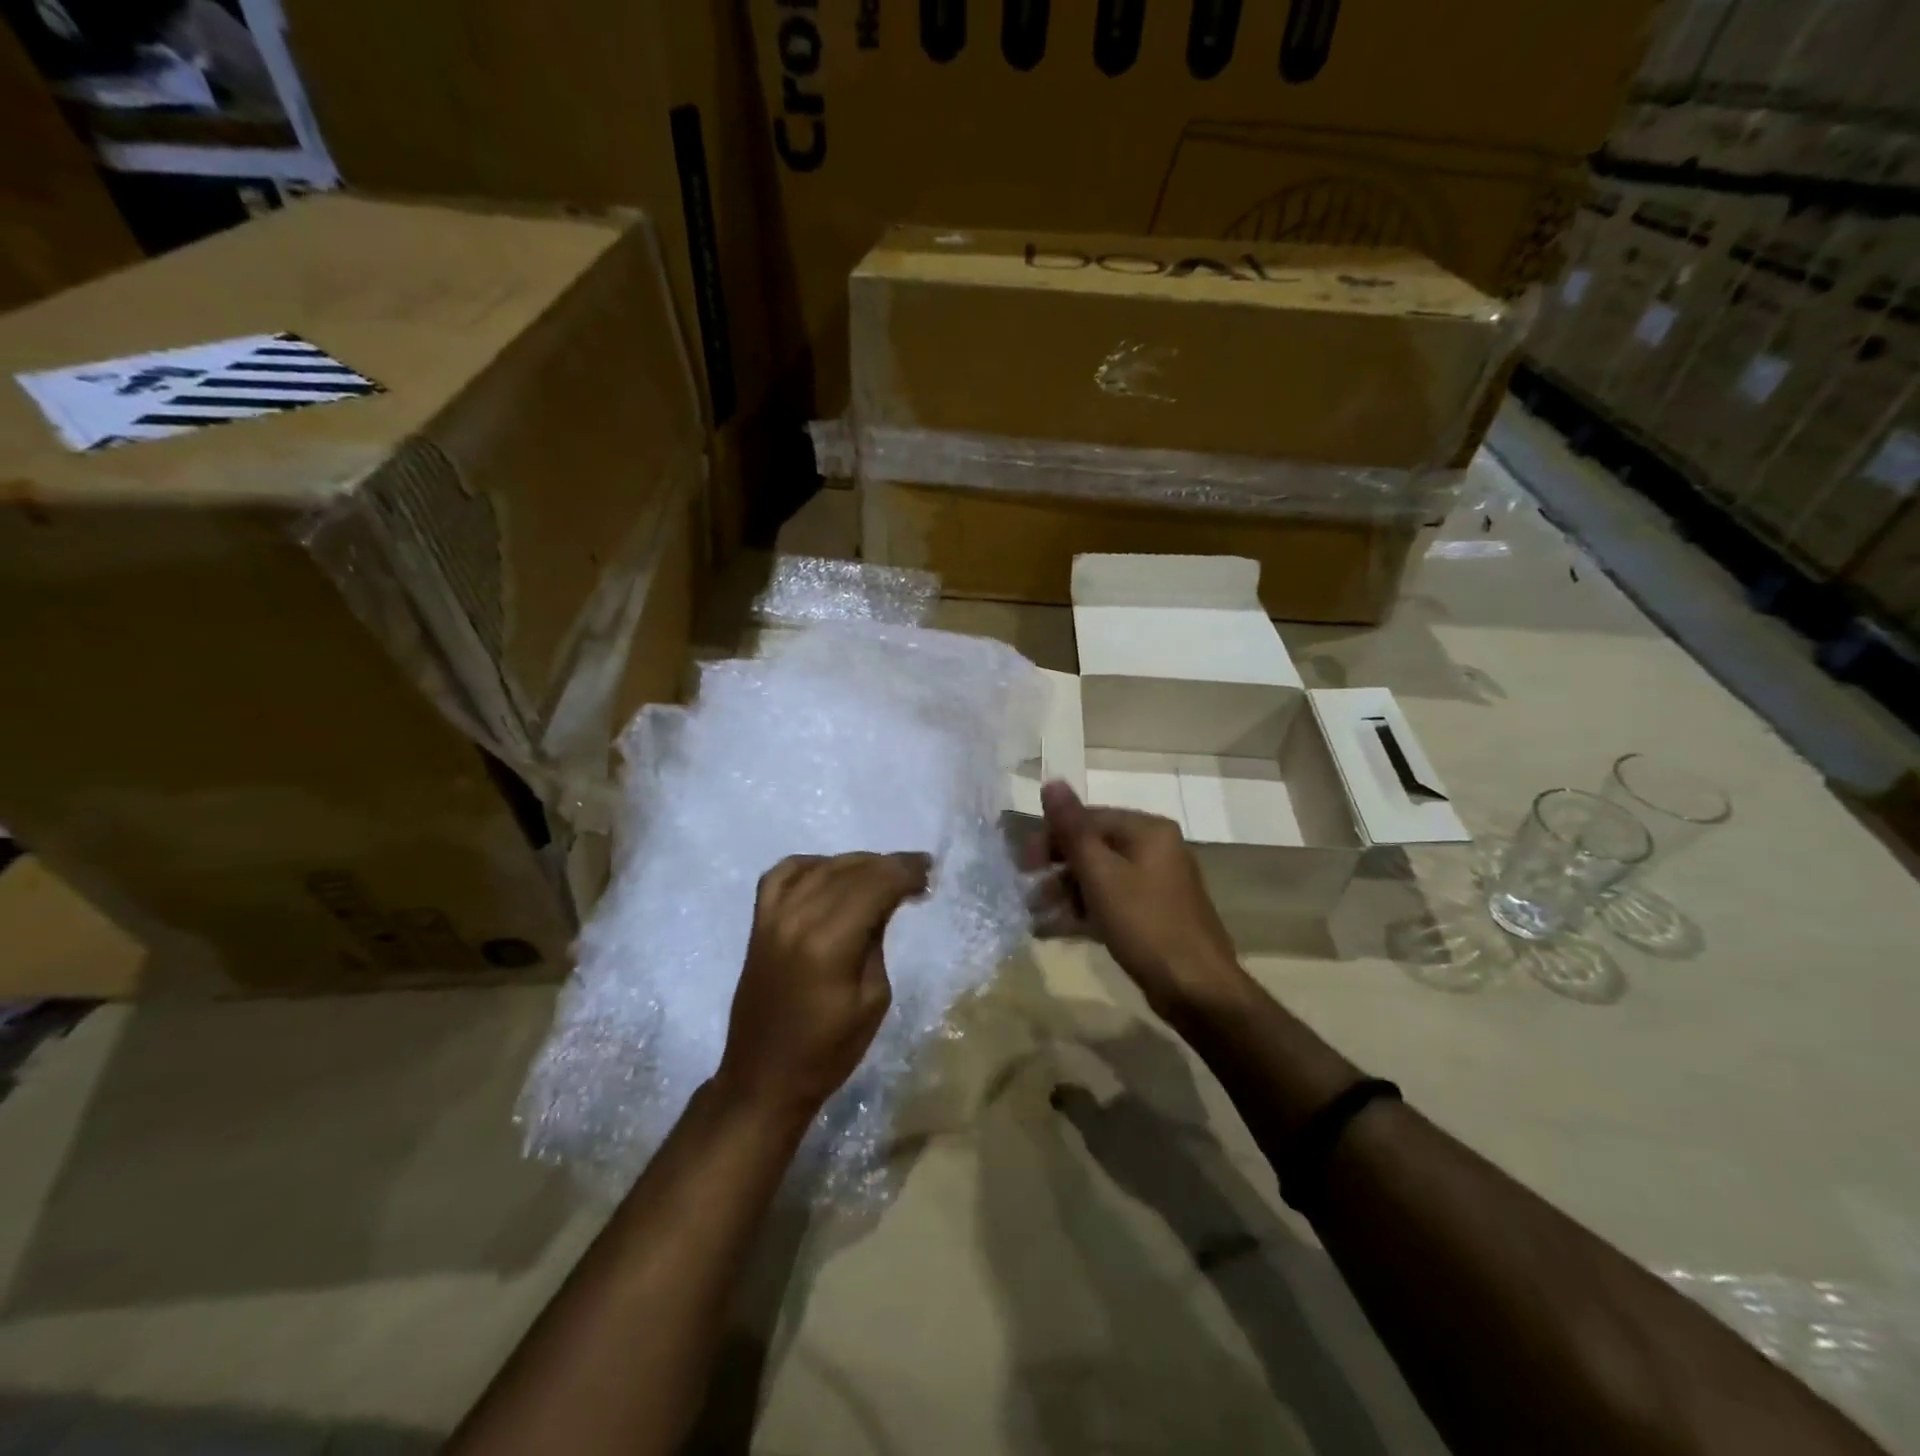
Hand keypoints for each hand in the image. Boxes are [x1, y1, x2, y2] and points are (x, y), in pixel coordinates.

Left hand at [716, 851, 930, 1124]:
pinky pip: (782, 875)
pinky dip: (810, 865)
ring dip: (856, 863)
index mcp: (830, 942)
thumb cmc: (828, 1051)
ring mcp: (773, 917)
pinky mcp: (758, 923)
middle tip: (917, 870)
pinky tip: (830, 872)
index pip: (875, 885)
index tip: (929, 871)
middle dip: (888, 865)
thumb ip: (876, 940)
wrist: (764, 1078)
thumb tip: (883, 904)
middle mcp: (798, 918)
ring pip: (821, 867)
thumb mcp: (873, 999)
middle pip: (850, 871)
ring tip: (882, 872)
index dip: (905, 872)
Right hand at [1030, 782, 1249, 1021]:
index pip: (1089, 818)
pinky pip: (1109, 903)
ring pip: (1099, 878)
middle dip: (1056, 868)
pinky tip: (1051, 929)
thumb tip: (1052, 781)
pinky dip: (1082, 912)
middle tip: (1026, 889)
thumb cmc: (1145, 923)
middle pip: (1093, 847)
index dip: (1052, 836)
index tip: (1023, 863)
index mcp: (1147, 831)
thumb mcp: (1101, 873)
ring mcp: (1155, 885)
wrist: (1196, 989)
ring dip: (1064, 893)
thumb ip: (1072, 828)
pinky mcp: (1151, 916)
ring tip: (1033, 914)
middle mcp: (1155, 850)